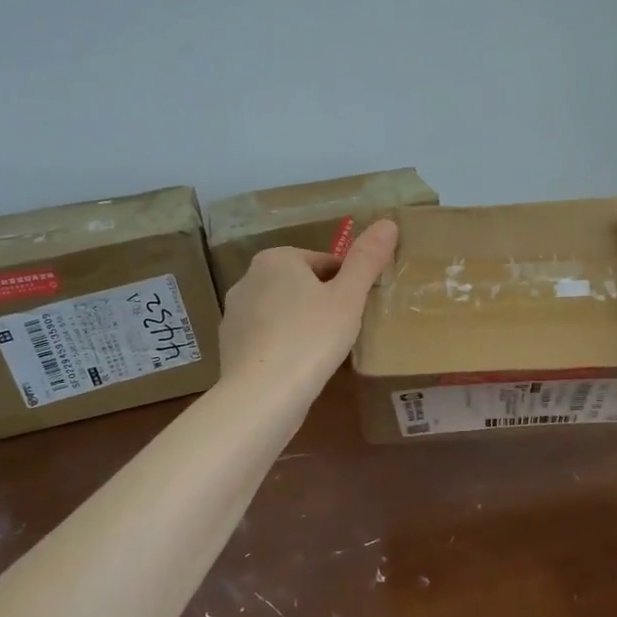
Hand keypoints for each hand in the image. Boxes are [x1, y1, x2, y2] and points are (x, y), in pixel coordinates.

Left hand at [218, 219, 398, 406]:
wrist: (262, 394)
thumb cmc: (311, 338)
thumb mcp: (348, 297)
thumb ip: (367, 260)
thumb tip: (388, 222)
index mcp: (276, 259)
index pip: (324, 263)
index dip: (346, 285)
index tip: (356, 311)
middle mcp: (248, 278)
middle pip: (300, 285)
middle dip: (321, 303)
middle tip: (342, 332)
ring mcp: (234, 314)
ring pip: (281, 311)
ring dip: (301, 324)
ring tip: (321, 353)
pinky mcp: (229, 345)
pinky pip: (265, 338)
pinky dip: (282, 346)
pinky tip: (297, 368)